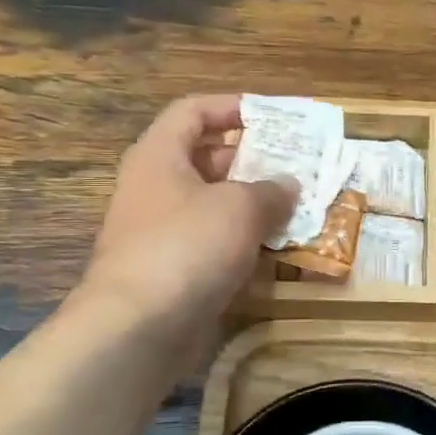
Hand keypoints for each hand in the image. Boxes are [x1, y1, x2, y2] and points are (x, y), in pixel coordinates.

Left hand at [74, 95, 296, 332]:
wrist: (138, 328)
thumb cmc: (187, 246)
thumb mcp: (240, 207)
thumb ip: (271, 191)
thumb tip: (288, 185)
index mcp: (159, 156)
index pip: (192, 112)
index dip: (230, 106)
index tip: (271, 116)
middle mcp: (155, 188)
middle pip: (205, 159)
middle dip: (252, 160)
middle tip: (295, 165)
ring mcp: (162, 232)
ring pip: (214, 205)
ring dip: (253, 205)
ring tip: (297, 207)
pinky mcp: (173, 270)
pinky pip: (214, 243)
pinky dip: (244, 242)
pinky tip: (277, 249)